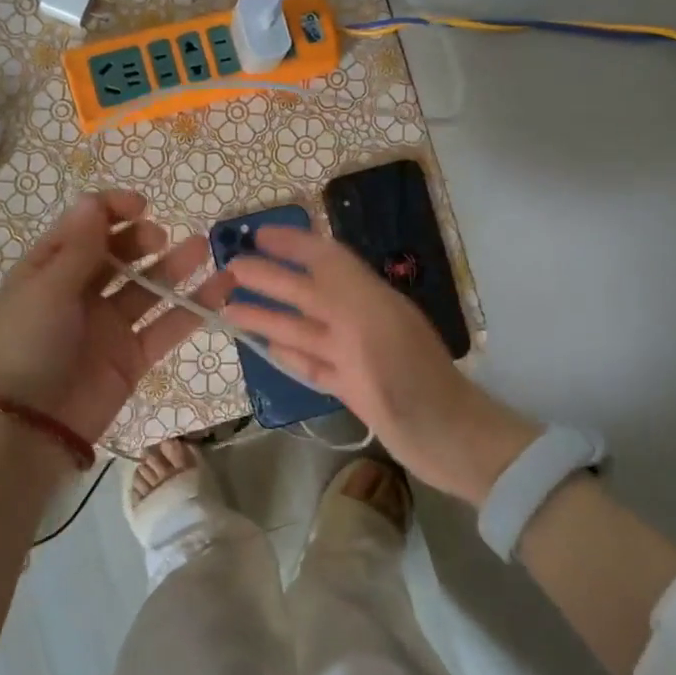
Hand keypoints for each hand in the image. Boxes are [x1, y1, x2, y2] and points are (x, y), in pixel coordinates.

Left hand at [0, 190, 231, 447]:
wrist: (27, 427)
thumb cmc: (26, 345)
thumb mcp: (46, 288)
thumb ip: (79, 247)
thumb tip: (94, 199)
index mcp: (50, 270)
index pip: (85, 228)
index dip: (111, 210)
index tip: (142, 204)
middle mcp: (80, 293)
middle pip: (118, 255)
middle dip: (141, 239)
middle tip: (158, 238)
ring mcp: (109, 325)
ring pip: (148, 288)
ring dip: (174, 267)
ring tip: (201, 248)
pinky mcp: (133, 357)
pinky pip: (167, 326)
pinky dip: (194, 308)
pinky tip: (222, 287)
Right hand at [222, 227, 538, 504]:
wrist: (447, 439)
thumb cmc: (409, 378)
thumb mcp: (374, 321)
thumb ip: (340, 285)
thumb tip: (308, 249)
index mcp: (367, 298)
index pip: (324, 259)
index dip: (292, 244)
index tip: (256, 234)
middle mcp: (359, 320)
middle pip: (306, 293)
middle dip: (269, 279)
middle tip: (228, 270)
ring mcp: (355, 354)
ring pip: (303, 328)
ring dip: (268, 317)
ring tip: (229, 310)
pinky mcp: (352, 386)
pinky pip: (313, 363)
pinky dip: (289, 354)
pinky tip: (266, 348)